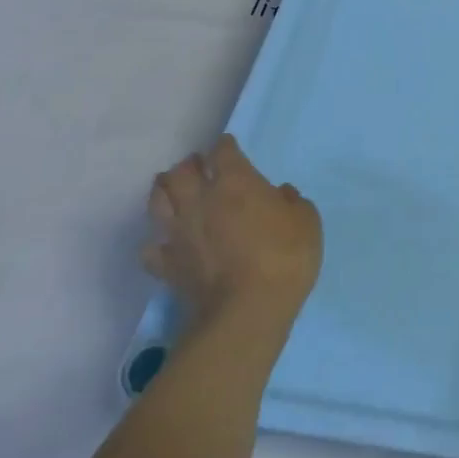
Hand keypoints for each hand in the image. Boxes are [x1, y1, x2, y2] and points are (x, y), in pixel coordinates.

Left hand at [142, 135, 322, 330]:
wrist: (247, 311)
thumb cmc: (285, 257)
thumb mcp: (307, 221)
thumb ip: (292, 201)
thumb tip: (279, 194)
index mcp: (235, 182)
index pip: (222, 151)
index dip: (226, 146)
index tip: (230, 147)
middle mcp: (200, 200)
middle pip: (181, 171)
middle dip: (189, 165)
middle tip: (198, 167)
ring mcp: (179, 232)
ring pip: (157, 201)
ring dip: (164, 191)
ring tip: (172, 191)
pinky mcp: (167, 265)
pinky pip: (151, 248)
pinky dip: (157, 241)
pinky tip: (167, 242)